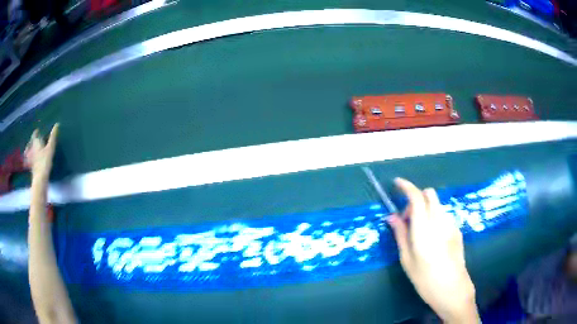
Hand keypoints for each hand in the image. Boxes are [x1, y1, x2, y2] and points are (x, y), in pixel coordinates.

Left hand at [24, 124, 58, 180]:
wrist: (39, 179)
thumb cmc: (45, 161)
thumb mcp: (50, 148)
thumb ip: (53, 137)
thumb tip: (57, 124)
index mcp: (35, 142)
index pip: (35, 135)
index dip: (36, 132)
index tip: (38, 131)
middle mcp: (31, 148)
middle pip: (30, 143)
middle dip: (32, 141)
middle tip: (34, 140)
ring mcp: (30, 158)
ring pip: (28, 151)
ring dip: (29, 149)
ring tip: (30, 149)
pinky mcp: (30, 167)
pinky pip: (28, 161)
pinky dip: (28, 159)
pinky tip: (30, 161)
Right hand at [388, 178, 478, 323]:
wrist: (453, 289)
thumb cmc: (425, 279)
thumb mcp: (407, 260)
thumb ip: (401, 235)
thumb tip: (392, 217)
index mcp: (424, 230)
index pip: (417, 198)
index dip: (406, 187)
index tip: (397, 183)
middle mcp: (440, 221)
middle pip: (429, 194)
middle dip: (416, 198)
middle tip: (407, 218)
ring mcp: (451, 224)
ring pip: (436, 204)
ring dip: (425, 209)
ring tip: (418, 232)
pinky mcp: (457, 230)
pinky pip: (443, 215)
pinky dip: (433, 218)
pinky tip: (432, 239)